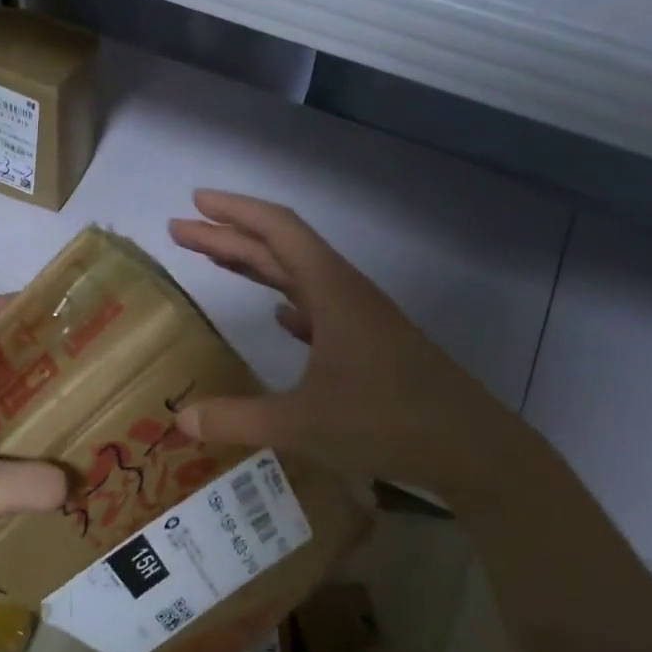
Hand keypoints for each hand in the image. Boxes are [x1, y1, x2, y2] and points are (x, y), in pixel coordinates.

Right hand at [168, 190, 532, 505]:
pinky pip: (319, 308)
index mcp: (332, 292)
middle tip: (182, 232)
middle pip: (282, 249)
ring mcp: (361, 319)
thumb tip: (180, 419)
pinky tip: (278, 313)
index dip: (235, 212)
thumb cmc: (388, 423)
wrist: (472, 448)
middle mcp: (346, 294)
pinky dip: (290, 302)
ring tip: (216, 260)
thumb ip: (237, 420)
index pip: (278, 231)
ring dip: (257, 266)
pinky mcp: (370, 344)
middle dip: (230, 237)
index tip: (195, 203)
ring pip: (300, 277)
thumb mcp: (302, 424)